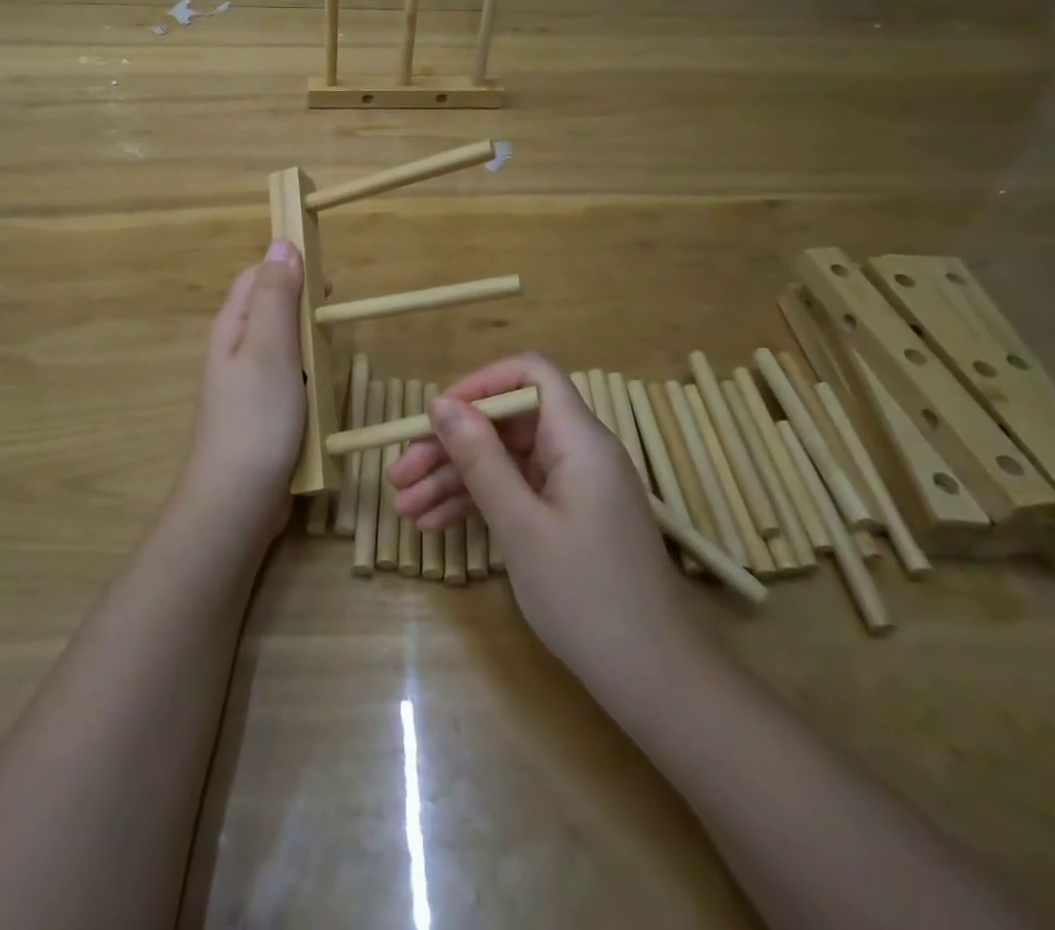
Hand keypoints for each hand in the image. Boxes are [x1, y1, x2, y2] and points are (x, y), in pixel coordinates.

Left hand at [179, 240, 307, 549]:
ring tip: (329, 358)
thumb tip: (282, 242)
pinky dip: (308, 378)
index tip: (326, 281)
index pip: (257, 275)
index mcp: (232, 326)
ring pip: (284, 345)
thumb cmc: (256, 417)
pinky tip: (321, 392)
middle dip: (303, 308)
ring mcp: (248, 382)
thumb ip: (276, 295)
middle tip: (332, 321)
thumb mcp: (269, 347)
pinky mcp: (262, 411)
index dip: (289, 267)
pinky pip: (289, 379)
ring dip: (308, 344)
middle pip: (271, 308)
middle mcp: (235, 348)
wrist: (236, 500)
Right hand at [389, 354, 706, 694]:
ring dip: (454, 480)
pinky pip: (517, 492)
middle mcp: (578, 451)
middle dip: (450, 445)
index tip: (436, 417)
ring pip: (505, 461)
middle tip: (399, 475)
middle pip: (506, 423)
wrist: (654, 680)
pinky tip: (435, 526)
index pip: (530, 375)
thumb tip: (441, 403)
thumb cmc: (586, 597)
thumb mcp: (520, 525)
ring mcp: (574, 486)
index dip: (480, 384)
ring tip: (404, 508)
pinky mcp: (569, 516)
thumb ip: (480, 459)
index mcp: (578, 439)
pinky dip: (479, 504)